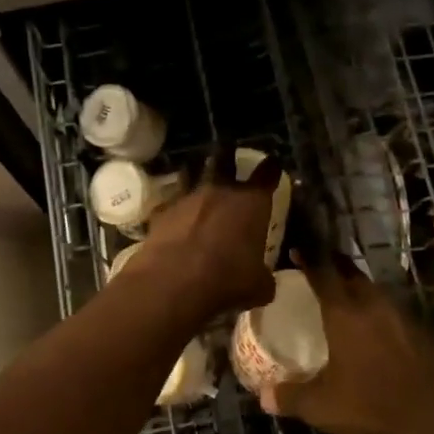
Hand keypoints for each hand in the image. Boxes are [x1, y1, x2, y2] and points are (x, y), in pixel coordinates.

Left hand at [129, 151, 282, 318]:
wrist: (173, 282)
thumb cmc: (227, 281)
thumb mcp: (258, 287)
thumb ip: (262, 276)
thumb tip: (263, 279)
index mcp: (251, 204)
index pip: (266, 175)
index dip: (271, 167)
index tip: (272, 161)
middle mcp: (220, 192)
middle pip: (224, 159)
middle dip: (228, 151)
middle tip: (228, 145)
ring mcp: (187, 198)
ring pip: (192, 173)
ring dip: (196, 171)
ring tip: (196, 168)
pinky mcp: (160, 212)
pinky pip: (170, 202)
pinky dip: (174, 205)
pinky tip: (173, 212)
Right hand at [261, 254, 433, 433]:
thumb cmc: (372, 405)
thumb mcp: (322, 406)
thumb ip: (290, 397)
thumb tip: (262, 396)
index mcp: (344, 312)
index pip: (323, 272)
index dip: (308, 258)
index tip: (296, 249)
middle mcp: (372, 304)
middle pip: (350, 273)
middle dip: (333, 265)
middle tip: (316, 267)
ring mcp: (400, 316)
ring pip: (373, 289)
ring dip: (356, 286)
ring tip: (341, 295)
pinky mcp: (420, 332)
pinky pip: (390, 309)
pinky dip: (375, 309)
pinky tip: (371, 327)